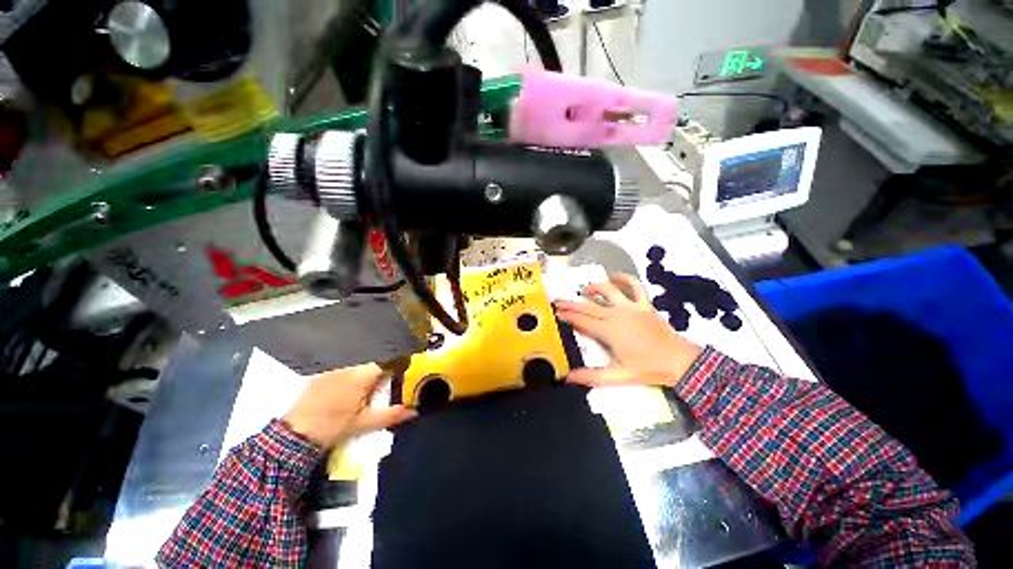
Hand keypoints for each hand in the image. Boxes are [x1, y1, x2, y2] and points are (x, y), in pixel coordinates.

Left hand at [283, 362, 416, 448]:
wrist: (295, 435)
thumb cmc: (335, 426)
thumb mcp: (365, 423)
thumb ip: (391, 415)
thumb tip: (414, 412)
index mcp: (362, 375)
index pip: (387, 361)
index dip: (397, 364)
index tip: (402, 372)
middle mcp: (349, 366)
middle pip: (372, 362)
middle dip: (381, 370)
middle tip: (383, 385)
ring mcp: (333, 369)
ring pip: (357, 364)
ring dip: (364, 373)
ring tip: (363, 390)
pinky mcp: (321, 374)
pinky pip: (342, 368)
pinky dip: (349, 375)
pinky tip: (345, 390)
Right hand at [555, 273, 702, 388]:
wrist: (680, 361)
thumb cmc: (649, 369)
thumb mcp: (619, 376)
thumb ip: (592, 377)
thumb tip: (567, 378)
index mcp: (609, 331)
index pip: (582, 320)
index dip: (568, 316)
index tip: (556, 312)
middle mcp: (617, 315)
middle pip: (589, 306)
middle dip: (571, 303)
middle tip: (557, 300)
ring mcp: (631, 307)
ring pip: (608, 291)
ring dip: (594, 288)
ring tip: (583, 291)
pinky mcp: (644, 305)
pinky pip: (634, 286)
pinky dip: (624, 278)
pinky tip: (613, 275)